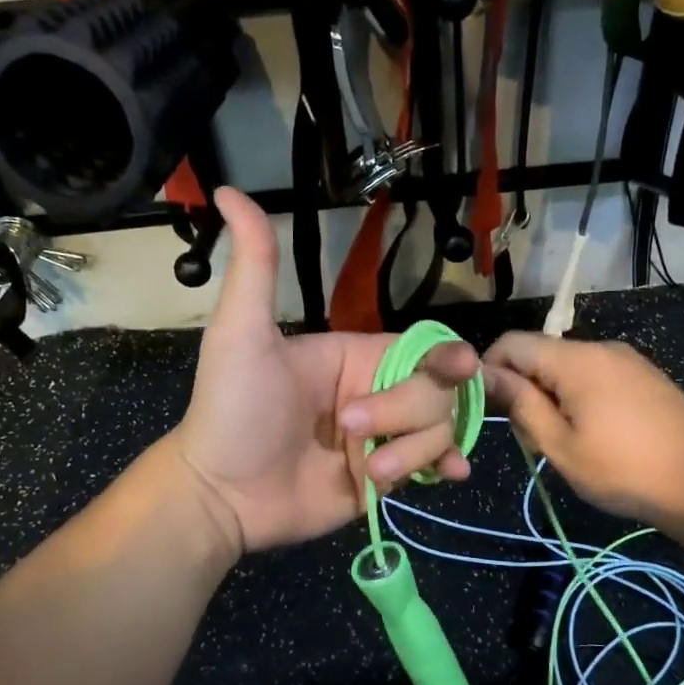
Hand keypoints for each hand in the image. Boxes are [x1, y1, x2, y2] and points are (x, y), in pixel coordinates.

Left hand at [175, 189, 479, 553]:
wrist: (221, 494)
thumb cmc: (233, 409)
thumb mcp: (242, 333)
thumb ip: (256, 266)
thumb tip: (229, 190)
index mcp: (356, 356)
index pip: (422, 349)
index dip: (446, 358)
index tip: (462, 368)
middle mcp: (377, 393)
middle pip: (437, 392)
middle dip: (404, 413)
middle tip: (352, 431)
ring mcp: (383, 437)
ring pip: (439, 431)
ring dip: (413, 453)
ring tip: (369, 471)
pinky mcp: (384, 479)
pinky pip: (431, 467)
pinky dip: (444, 467)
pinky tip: (447, 475)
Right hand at [483, 332, 683, 530]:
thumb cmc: (623, 470)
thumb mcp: (560, 445)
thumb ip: (521, 405)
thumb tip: (486, 375)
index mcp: (576, 359)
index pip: (513, 343)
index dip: (490, 369)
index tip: (490, 408)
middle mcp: (601, 347)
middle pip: (541, 354)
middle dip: (524, 388)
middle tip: (530, 437)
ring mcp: (628, 360)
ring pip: (568, 367)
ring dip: (551, 395)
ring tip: (563, 441)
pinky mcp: (645, 376)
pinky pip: (596, 375)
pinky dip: (579, 396)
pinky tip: (594, 433)